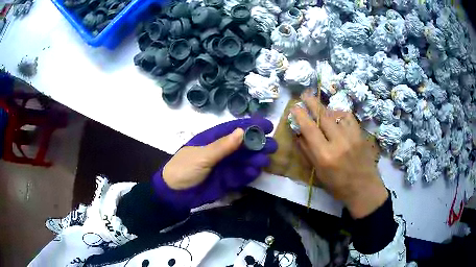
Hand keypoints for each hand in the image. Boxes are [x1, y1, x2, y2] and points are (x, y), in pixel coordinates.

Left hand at [152, 117, 277, 209]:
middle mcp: (220, 151)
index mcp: (212, 139)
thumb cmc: (184, 169)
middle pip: (242, 145)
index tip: (267, 125)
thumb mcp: (202, 156)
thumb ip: (222, 146)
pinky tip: (256, 172)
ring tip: (265, 160)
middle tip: (272, 146)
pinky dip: (248, 174)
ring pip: (244, 160)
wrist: (174, 194)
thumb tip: (242, 131)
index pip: (234, 129)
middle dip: (257, 144)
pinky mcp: (225, 180)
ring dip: (255, 159)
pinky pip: (240, 175)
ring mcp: (223, 166)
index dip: (251, 126)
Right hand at [291, 91, 387, 218]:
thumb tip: (299, 135)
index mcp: (325, 156)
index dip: (300, 115)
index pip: (310, 129)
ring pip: (337, 114)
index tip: (294, 107)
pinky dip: (341, 114)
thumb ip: (308, 152)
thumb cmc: (338, 186)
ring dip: (326, 108)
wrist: (364, 188)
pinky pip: (349, 118)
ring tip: (320, 105)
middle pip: (323, 116)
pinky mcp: (360, 135)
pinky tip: (337, 115)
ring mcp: (352, 137)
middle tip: (305, 94)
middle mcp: (338, 143)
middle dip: (312, 103)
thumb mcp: (319, 173)